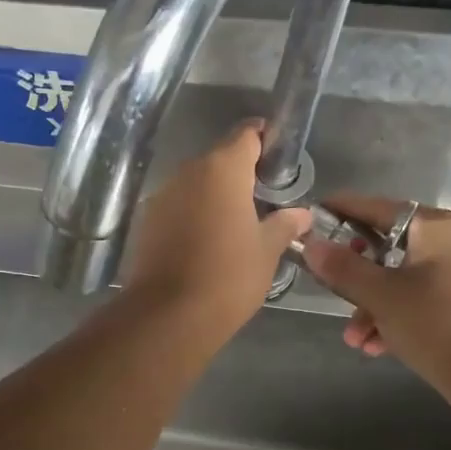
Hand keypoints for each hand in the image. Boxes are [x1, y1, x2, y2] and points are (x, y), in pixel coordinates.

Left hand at [123, 121, 311, 340]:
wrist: (168, 315)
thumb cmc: (228, 275)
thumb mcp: (267, 250)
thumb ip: (285, 224)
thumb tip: (302, 214)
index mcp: (223, 168)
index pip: (247, 133)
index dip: (266, 138)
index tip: (280, 156)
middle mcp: (189, 171)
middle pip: (221, 158)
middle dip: (243, 172)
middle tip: (266, 197)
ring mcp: (163, 194)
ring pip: (197, 183)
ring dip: (217, 194)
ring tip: (239, 223)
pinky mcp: (147, 220)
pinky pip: (179, 205)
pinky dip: (195, 213)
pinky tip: (209, 241)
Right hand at [300, 197, 450, 379]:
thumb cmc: (433, 322)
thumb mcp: (379, 294)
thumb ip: (342, 266)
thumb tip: (311, 244)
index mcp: (433, 226)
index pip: (377, 207)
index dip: (342, 211)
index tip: (312, 216)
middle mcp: (448, 240)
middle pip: (385, 246)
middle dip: (354, 278)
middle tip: (331, 288)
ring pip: (398, 278)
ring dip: (370, 306)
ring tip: (354, 338)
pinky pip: (415, 298)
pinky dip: (393, 316)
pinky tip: (375, 346)